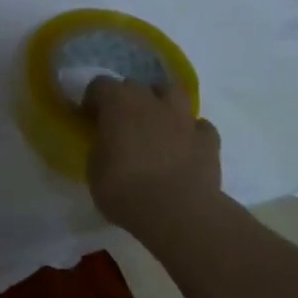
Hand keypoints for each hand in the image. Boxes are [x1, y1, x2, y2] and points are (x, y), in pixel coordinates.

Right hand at [84, 78, 222, 239]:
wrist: (178, 212)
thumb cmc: (125, 189)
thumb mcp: (94, 169)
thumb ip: (100, 148)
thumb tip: (106, 146)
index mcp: (118, 103)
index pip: (100, 85)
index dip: (93, 99)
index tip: (89, 118)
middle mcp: (151, 102)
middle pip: (135, 85)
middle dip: (126, 99)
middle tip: (120, 123)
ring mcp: (183, 119)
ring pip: (174, 92)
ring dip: (162, 102)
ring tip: (155, 122)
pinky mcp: (209, 141)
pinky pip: (200, 127)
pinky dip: (191, 132)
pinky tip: (184, 147)